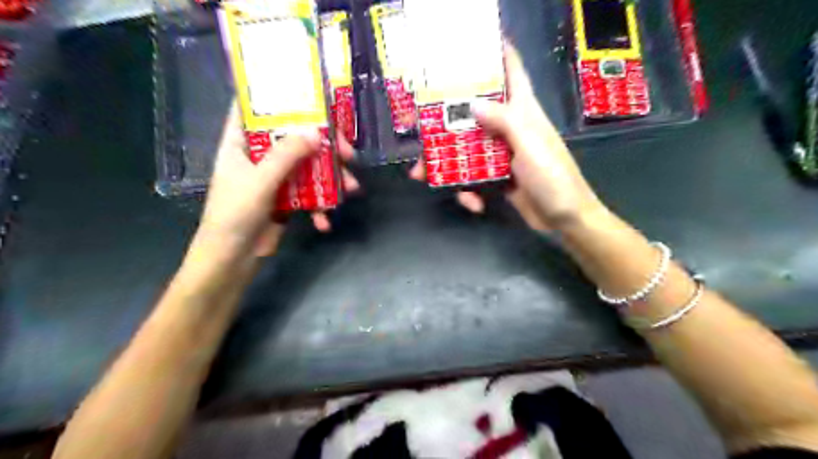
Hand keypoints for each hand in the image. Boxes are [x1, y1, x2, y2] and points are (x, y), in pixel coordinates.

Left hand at [194, 104, 360, 261]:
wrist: (232, 259)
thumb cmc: (235, 214)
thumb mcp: (260, 181)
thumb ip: (287, 155)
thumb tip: (316, 132)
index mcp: (241, 144)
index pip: (254, 110)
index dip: (277, 99)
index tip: (308, 96)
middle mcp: (260, 157)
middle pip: (295, 140)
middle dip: (324, 147)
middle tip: (349, 153)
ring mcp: (275, 179)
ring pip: (308, 167)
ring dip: (331, 178)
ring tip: (352, 189)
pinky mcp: (287, 200)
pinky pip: (309, 194)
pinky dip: (320, 206)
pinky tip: (324, 221)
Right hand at [413, 46, 602, 228]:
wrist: (565, 220)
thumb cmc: (554, 178)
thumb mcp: (530, 146)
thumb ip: (504, 121)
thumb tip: (473, 103)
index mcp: (523, 112)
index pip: (512, 72)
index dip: (496, 53)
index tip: (470, 45)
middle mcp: (510, 128)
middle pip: (474, 113)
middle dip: (446, 118)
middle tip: (418, 123)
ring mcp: (502, 154)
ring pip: (467, 148)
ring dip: (445, 162)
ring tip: (421, 174)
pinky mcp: (498, 178)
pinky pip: (474, 177)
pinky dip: (469, 191)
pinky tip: (473, 203)